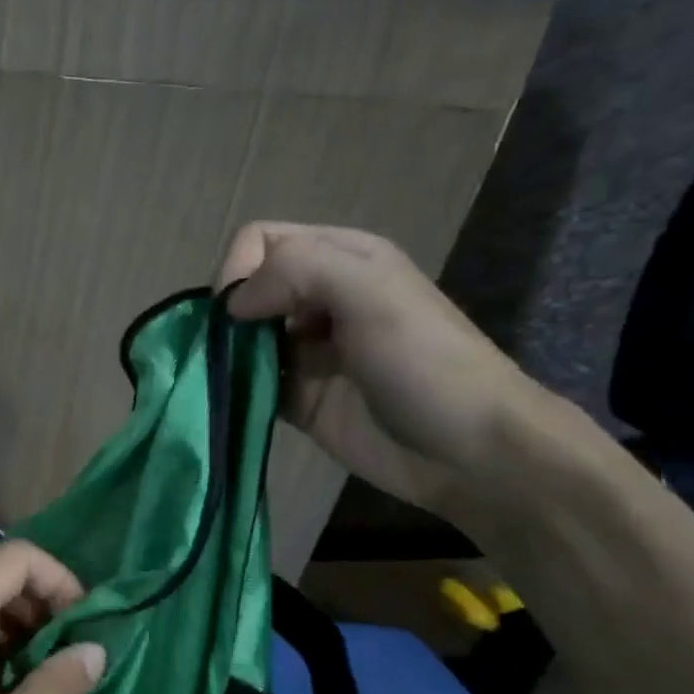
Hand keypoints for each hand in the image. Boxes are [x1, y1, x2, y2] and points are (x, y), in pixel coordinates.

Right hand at [219, 222, 559, 519]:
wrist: (470, 452)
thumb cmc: (424, 362)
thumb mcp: (370, 292)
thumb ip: (296, 271)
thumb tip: (232, 306)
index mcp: (340, 259)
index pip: (260, 241)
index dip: (239, 270)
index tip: (243, 314)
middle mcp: (318, 299)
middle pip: (245, 289)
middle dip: (226, 317)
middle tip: (229, 350)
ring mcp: (306, 352)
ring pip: (240, 338)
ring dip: (224, 356)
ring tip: (223, 380)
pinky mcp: (298, 398)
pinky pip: (248, 384)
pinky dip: (233, 391)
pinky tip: (233, 403)